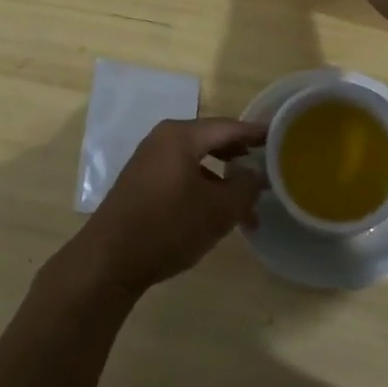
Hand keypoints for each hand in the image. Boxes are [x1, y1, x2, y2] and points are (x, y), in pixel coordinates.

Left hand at [68, 118, 265, 294]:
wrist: (108, 260)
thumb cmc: (168, 226)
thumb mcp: (217, 210)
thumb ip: (244, 187)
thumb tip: (255, 173)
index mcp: (181, 135)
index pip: (228, 126)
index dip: (255, 133)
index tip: (279, 136)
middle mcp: (164, 139)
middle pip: (211, 141)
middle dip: (240, 157)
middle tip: (267, 165)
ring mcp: (149, 160)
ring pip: (197, 162)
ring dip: (223, 181)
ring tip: (247, 207)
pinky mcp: (141, 182)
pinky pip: (181, 175)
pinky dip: (203, 188)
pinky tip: (215, 214)